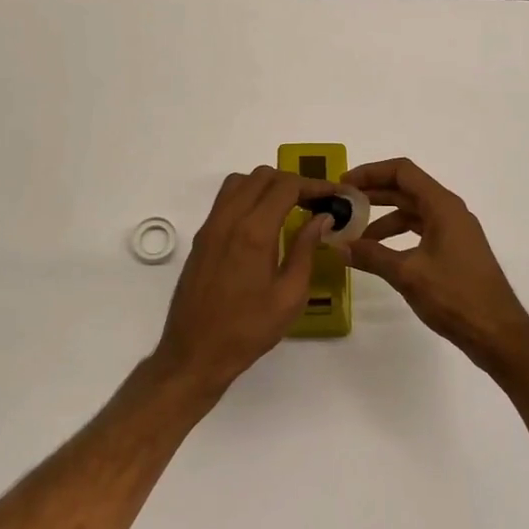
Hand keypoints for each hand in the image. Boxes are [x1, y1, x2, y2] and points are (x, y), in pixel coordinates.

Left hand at [153, 166, 333, 394]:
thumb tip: (322, 218)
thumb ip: (306, 250)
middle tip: (314, 203)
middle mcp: (229, 219)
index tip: (333, 194)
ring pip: (240, 182)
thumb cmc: (248, 329)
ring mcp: (210, 226)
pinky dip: (248, 197)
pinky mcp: (201, 237)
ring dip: (266, 185)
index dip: (313, 185)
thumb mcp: (290, 296)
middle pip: (262, 176)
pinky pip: (225, 200)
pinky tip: (263, 223)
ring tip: (288, 208)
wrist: (195, 352)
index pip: (286, 186)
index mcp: (254, 231)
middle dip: (292, 182)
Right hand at [341, 158, 528, 372]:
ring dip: (383, 219)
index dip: (371, 172)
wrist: (498, 334)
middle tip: (342, 205)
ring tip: (356, 236)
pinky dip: (398, 236)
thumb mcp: (407, 274)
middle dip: (373, 194)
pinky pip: (421, 231)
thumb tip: (338, 245)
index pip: (402, 171)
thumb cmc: (455, 296)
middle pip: (406, 189)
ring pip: (413, 212)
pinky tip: (380, 254)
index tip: (344, 184)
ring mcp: (454, 231)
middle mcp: (450, 211)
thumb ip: (371, 256)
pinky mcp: (455, 251)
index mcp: (443, 206)